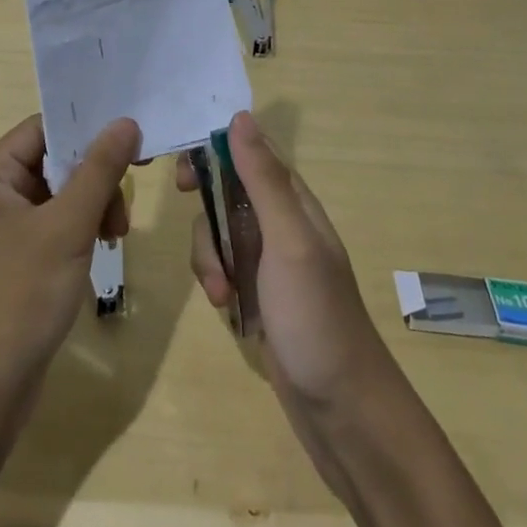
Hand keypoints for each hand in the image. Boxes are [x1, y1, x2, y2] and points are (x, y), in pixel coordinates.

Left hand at [0, 113, 139, 392]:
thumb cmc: (20, 296)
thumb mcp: (68, 227)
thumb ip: (100, 170)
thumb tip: (126, 122)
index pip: (43, 130)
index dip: (87, 131)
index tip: (132, 144)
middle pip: (53, 162)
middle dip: (94, 179)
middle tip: (123, 208)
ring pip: (58, 195)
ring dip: (92, 206)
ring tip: (115, 235)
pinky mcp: (13, 259)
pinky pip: (53, 224)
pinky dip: (79, 230)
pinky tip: (100, 249)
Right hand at [179, 111, 392, 410]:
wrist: (342, 410)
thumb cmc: (317, 317)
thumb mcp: (289, 241)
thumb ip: (263, 180)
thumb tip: (240, 117)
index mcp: (294, 201)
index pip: (250, 153)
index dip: (215, 149)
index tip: (184, 168)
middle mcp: (281, 222)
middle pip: (228, 188)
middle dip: (204, 200)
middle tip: (183, 203)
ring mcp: (269, 260)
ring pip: (219, 229)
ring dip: (208, 251)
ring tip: (217, 288)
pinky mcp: (258, 293)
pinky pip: (222, 265)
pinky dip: (214, 278)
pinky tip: (221, 304)